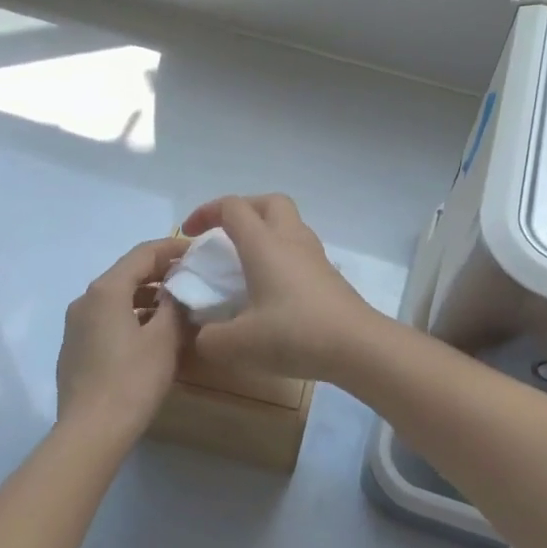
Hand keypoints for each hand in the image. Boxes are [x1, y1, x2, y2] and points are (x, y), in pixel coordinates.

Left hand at [56, 237, 190, 442]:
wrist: (90, 433)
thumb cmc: (132, 380)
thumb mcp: (164, 339)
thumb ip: (175, 306)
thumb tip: (178, 290)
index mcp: (105, 290)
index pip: (143, 254)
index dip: (172, 248)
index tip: (198, 250)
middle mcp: (85, 300)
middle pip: (127, 274)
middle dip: (161, 273)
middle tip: (192, 278)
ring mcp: (75, 326)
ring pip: (117, 298)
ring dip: (147, 297)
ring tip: (177, 307)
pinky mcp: (75, 349)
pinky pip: (108, 320)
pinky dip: (132, 316)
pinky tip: (152, 334)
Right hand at [179, 195, 384, 382]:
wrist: (357, 346)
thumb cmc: (295, 334)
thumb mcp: (239, 344)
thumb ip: (210, 338)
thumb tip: (203, 335)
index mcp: (264, 244)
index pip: (232, 208)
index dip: (206, 212)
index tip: (189, 235)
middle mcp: (290, 239)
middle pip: (268, 202)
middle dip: (242, 210)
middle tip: (223, 235)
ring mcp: (314, 255)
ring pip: (288, 223)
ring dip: (264, 231)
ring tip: (246, 262)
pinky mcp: (328, 274)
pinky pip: (299, 248)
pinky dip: (281, 254)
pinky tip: (272, 287)